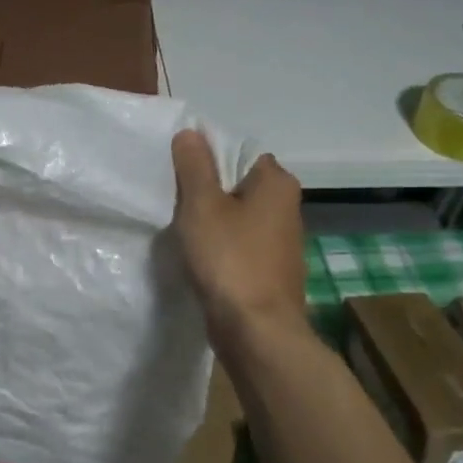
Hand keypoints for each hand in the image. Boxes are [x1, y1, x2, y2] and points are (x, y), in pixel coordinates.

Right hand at [170, 129, 309, 337]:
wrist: (255, 331)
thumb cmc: (230, 259)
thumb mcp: (202, 205)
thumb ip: (194, 166)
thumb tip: (190, 132)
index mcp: (277, 183)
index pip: (240, 153)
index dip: (208, 160)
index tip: (180, 174)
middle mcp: (287, 208)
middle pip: (238, 185)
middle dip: (208, 191)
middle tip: (175, 200)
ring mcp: (281, 242)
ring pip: (238, 217)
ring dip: (212, 221)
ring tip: (182, 229)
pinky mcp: (270, 270)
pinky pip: (239, 245)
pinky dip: (220, 246)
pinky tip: (199, 257)